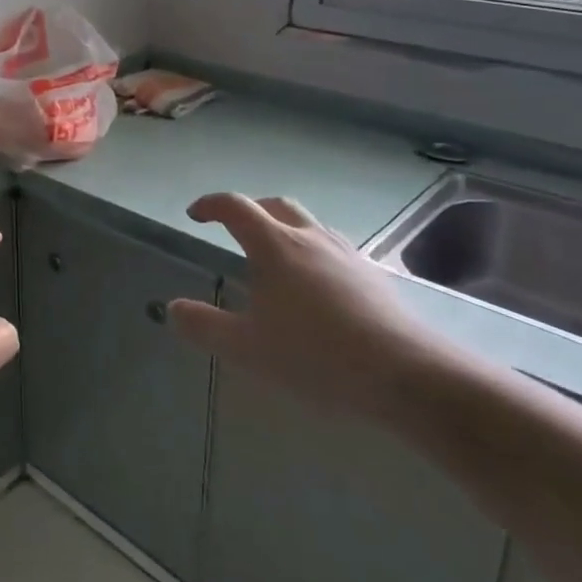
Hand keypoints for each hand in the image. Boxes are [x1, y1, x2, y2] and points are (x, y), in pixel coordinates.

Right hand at [167, 194, 465, 426]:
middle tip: (234, 229)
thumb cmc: (316, 356)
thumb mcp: (247, 348)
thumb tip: (173, 308)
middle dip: (250, 209)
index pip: (236, 207)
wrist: (408, 376)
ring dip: (285, 228)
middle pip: (276, 205)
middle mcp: (311, 238)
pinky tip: (317, 287)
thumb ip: (204, 325)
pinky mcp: (375, 277)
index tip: (195, 215)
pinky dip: (314, 252)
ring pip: (310, 224)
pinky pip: (335, 249)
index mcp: (275, 246)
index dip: (211, 205)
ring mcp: (347, 255)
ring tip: (275, 258)